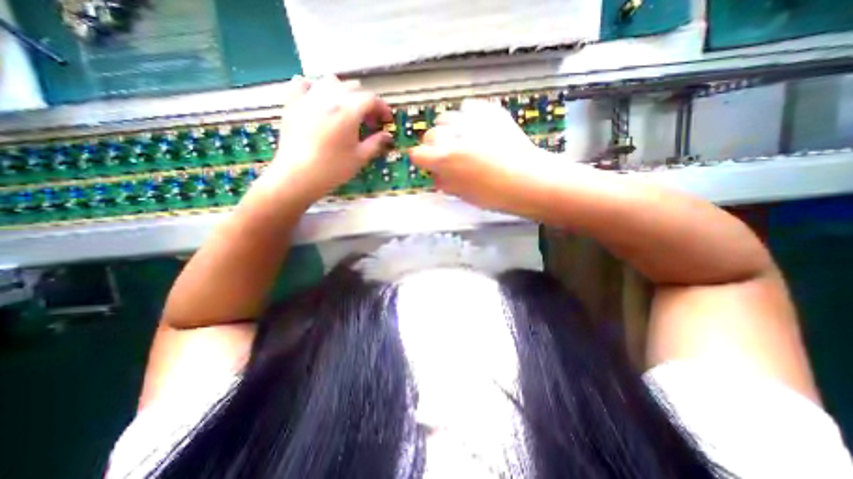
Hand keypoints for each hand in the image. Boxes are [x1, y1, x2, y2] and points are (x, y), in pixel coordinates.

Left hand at [258, 74, 394, 204]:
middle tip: (368, 120)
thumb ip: (376, 143)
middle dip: (365, 101)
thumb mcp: (359, 158)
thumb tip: (388, 136)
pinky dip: (315, 87)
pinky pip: (303, 84)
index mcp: (348, 112)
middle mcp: (328, 98)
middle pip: (352, 87)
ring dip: (344, 92)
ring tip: (346, 109)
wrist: (297, 176)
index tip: (386, 120)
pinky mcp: (292, 104)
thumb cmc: (332, 169)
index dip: (382, 108)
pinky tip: (319, 99)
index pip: (371, 99)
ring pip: (330, 81)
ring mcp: (308, 98)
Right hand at [408, 98, 557, 213]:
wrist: (528, 180)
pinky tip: (476, 130)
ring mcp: (471, 121)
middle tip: (447, 155)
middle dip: (434, 145)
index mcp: (444, 159)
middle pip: (430, 134)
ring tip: (462, 140)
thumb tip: (436, 175)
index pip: (418, 153)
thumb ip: (444, 182)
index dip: (422, 160)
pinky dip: (467, 117)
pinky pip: (468, 108)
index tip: (428, 163)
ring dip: (449, 129)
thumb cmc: (495, 194)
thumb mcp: (462, 194)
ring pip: (446, 117)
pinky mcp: (488, 111)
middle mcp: (453, 136)